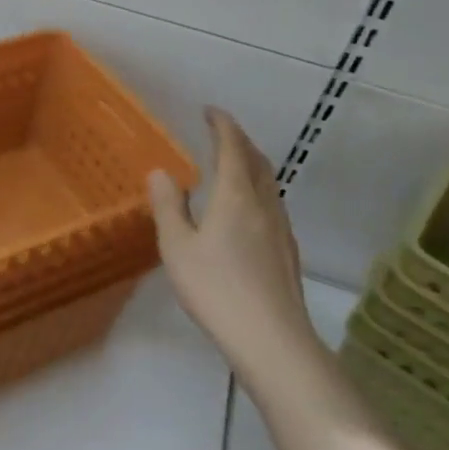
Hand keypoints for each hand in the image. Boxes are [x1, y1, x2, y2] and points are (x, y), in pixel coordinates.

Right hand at [148, 107, 323, 370]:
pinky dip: (257, 190)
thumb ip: (168, 206)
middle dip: (240, 141)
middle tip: (220, 134)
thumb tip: (161, 172)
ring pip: (268, 183)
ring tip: (232, 167)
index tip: (210, 111)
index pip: (232, 147)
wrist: (271, 338)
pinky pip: (272, 204)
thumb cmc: (216, 288)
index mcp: (235, 196)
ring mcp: (281, 228)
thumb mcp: (178, 247)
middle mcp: (263, 204)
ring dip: (251, 165)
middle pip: (257, 161)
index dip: (222, 125)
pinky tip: (246, 211)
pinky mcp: (287, 251)